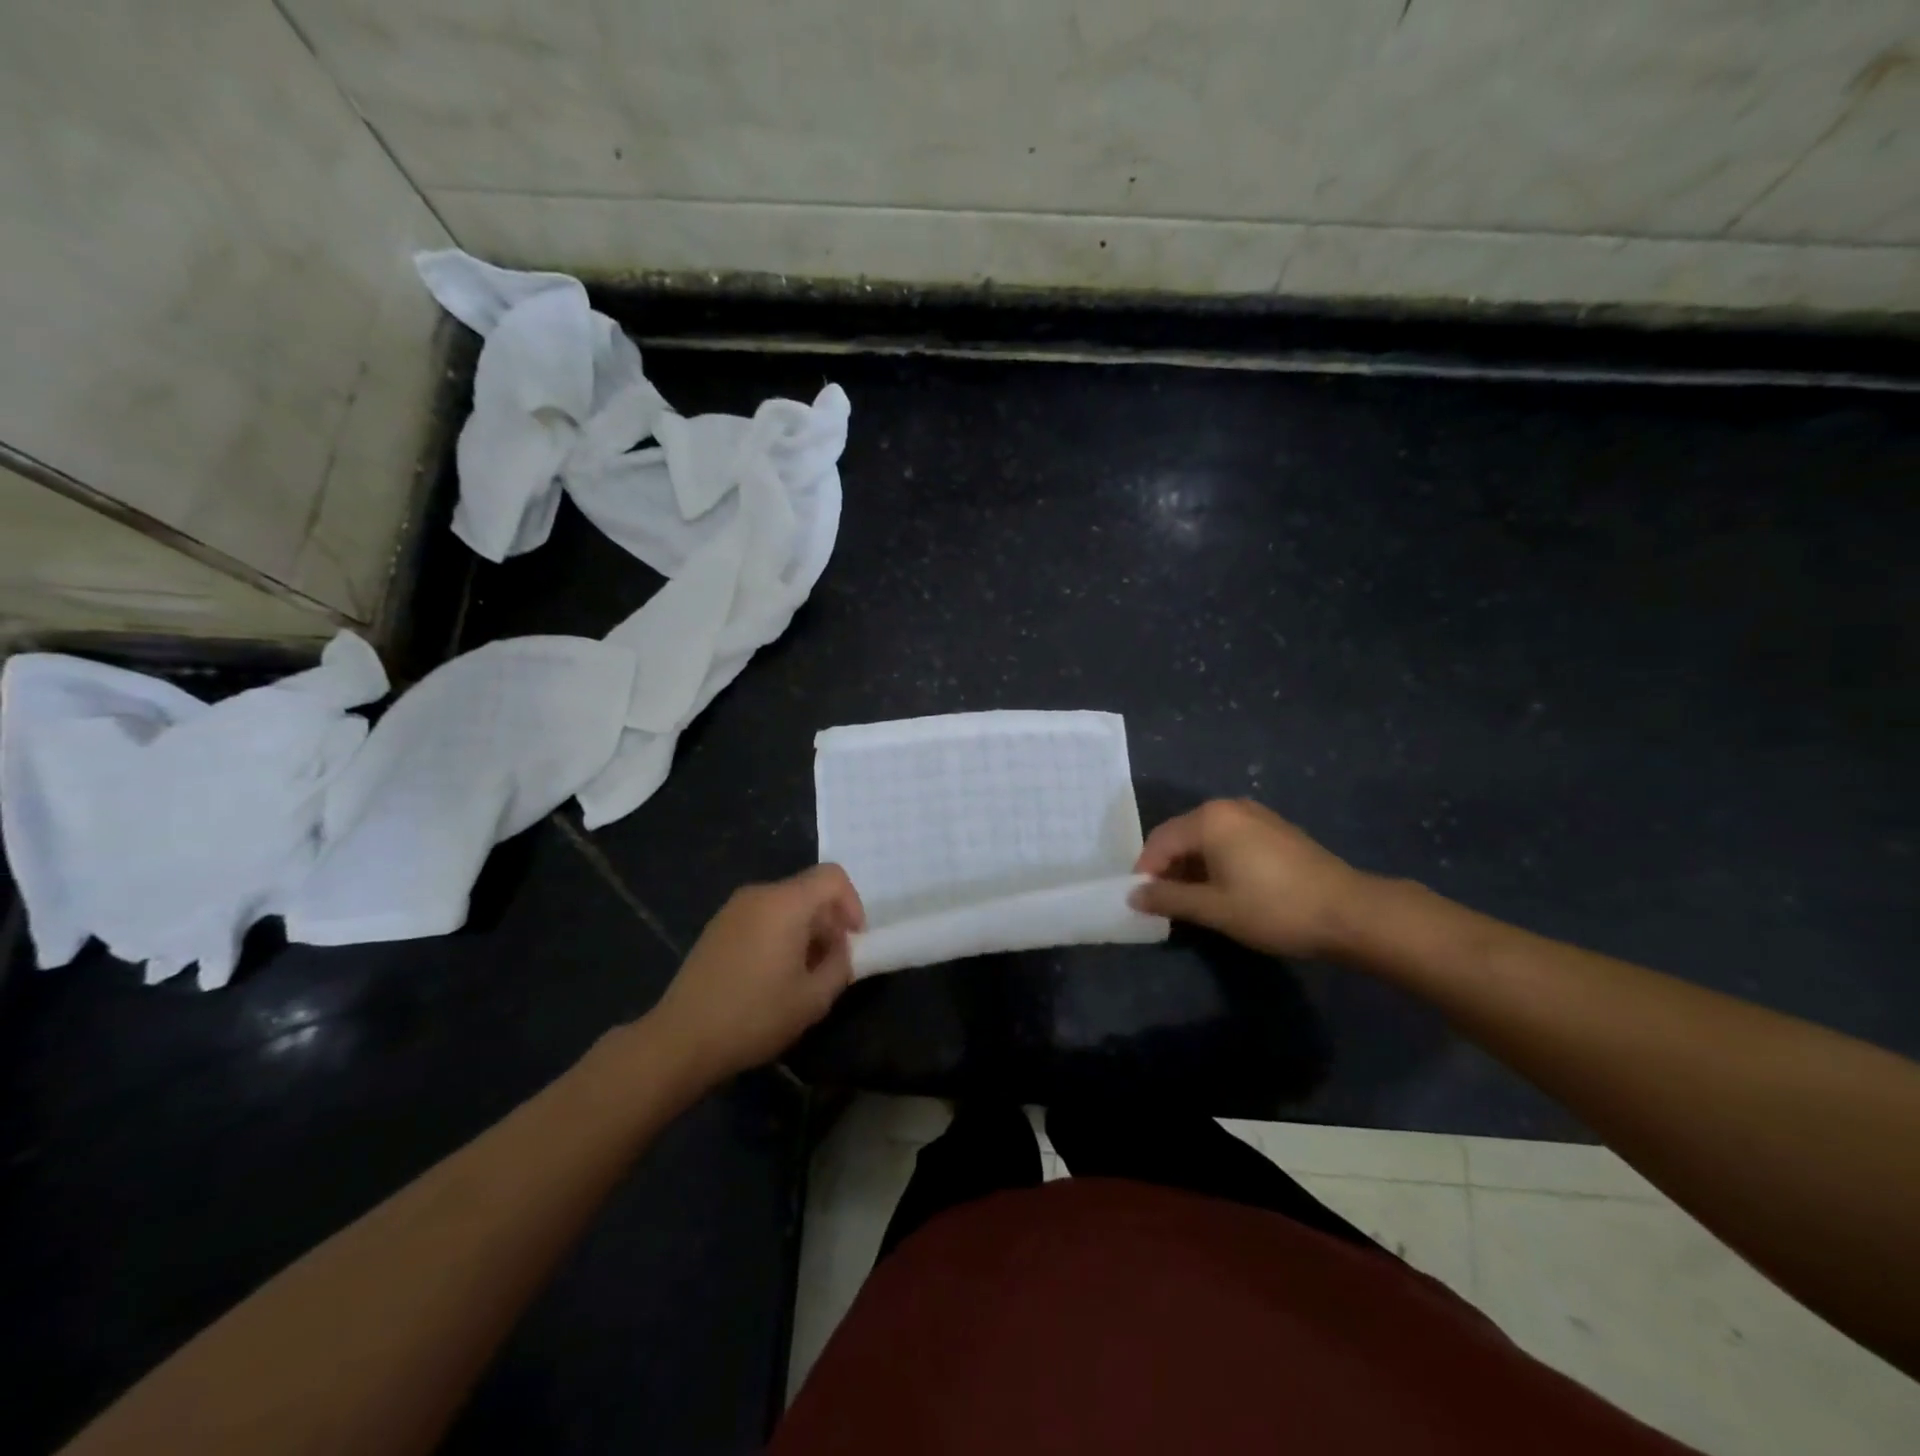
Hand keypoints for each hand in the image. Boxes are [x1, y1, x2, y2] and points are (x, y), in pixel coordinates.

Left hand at [649, 865, 864, 1083]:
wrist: (681, 1039)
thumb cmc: (754, 1016)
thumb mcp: (813, 998)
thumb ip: (840, 965)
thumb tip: (842, 949)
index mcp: (785, 903)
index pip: (832, 877)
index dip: (853, 904)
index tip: (853, 941)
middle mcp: (759, 894)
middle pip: (808, 890)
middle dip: (829, 921)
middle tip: (832, 963)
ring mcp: (733, 909)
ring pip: (786, 904)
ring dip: (805, 929)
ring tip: (803, 973)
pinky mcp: (717, 926)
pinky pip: (762, 916)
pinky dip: (780, 933)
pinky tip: (772, 975)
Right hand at [1129, 799, 1371, 959]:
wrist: (1350, 912)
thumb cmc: (1274, 909)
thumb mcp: (1214, 908)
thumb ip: (1168, 898)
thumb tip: (1133, 896)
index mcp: (1209, 819)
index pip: (1159, 842)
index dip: (1146, 872)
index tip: (1143, 903)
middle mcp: (1228, 807)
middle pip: (1181, 836)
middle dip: (1168, 869)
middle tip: (1165, 905)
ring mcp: (1255, 815)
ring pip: (1206, 838)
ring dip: (1192, 867)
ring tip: (1193, 901)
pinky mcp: (1274, 829)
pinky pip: (1229, 840)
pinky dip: (1216, 861)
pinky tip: (1224, 889)